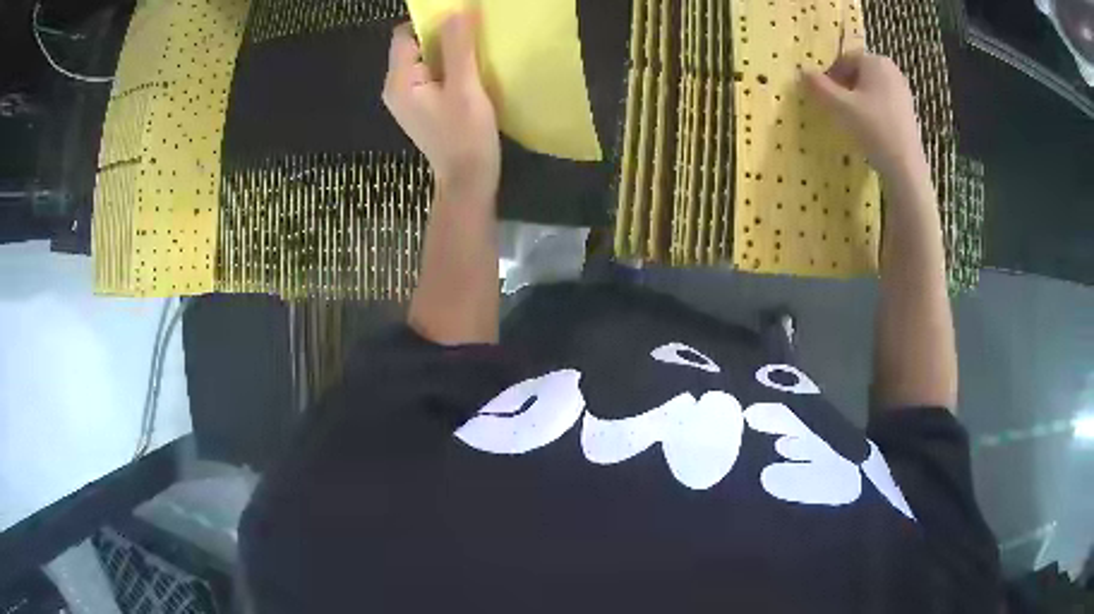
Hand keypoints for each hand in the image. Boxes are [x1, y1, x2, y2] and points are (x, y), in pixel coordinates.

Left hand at [383, 14, 500, 199]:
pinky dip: (448, 68)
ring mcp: (408, 99)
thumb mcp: (465, 87)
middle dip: (441, 36)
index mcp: (400, 81)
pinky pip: (431, 75)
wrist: (468, 180)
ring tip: (474, 54)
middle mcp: (396, 88)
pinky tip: (468, 74)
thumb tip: (455, 11)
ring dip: (447, 52)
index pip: (404, 35)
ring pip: (424, 60)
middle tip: (472, 38)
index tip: (459, 23)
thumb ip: (458, 47)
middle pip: (413, 46)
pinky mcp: (421, 106)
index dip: (429, 23)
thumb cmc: (466, 135)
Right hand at [804, 51, 927, 180]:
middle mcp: (891, 69)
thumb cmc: (873, 128)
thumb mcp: (840, 106)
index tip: (824, 96)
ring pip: (871, 88)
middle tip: (836, 108)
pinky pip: (883, 102)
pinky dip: (873, 111)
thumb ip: (819, 87)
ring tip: (851, 120)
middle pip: (859, 73)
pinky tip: (869, 129)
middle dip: (845, 87)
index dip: (830, 76)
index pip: (844, 60)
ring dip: (858, 100)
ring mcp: (902, 90)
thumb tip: (803, 73)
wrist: (905, 165)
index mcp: (874, 61)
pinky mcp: (908, 111)